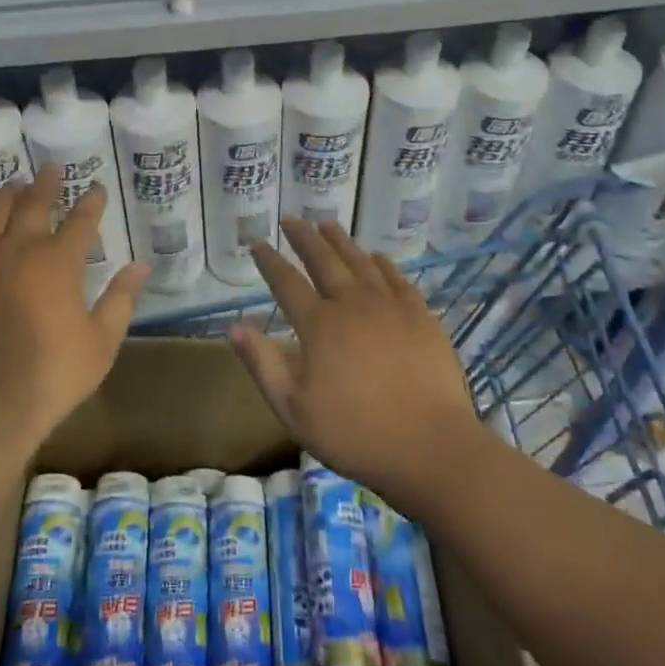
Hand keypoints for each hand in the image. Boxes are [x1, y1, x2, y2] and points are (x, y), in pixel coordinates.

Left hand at [0, 165, 149, 449]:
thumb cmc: (51, 376)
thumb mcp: (100, 342)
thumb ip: (120, 299)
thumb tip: (141, 265)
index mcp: (58, 262)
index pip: (81, 220)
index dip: (91, 201)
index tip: (96, 188)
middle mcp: (18, 249)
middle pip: (34, 204)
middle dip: (47, 184)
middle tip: (52, 168)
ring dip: (8, 195)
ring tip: (16, 185)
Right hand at [228, 219, 486, 511]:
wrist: (430, 446)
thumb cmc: (355, 433)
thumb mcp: (294, 409)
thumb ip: (262, 364)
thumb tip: (234, 326)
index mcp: (318, 325)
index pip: (286, 281)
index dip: (269, 260)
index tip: (256, 243)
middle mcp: (352, 304)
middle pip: (324, 259)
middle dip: (304, 237)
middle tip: (292, 219)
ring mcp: (390, 306)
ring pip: (360, 261)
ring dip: (341, 241)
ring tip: (327, 225)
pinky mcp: (421, 316)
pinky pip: (396, 277)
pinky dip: (381, 262)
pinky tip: (376, 256)